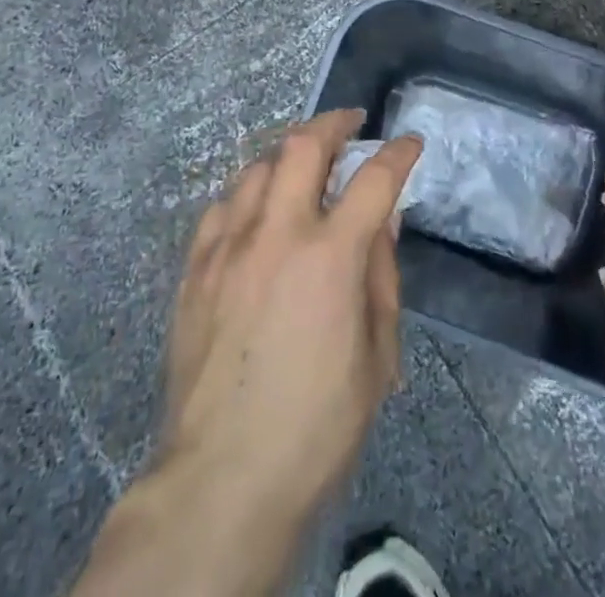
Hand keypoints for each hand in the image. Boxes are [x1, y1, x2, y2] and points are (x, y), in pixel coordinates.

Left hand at [75, 109, 422, 596]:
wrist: (221, 480)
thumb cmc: (316, 427)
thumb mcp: (377, 357)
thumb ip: (381, 276)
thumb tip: (383, 220)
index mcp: (331, 257)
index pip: (375, 179)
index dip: (399, 153)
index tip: (409, 142)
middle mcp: (278, 234)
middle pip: (304, 145)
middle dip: (334, 123)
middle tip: (350, 124)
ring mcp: (229, 248)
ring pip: (257, 167)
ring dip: (288, 155)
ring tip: (304, 164)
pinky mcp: (194, 270)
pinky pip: (220, 207)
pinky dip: (247, 194)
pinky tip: (255, 210)